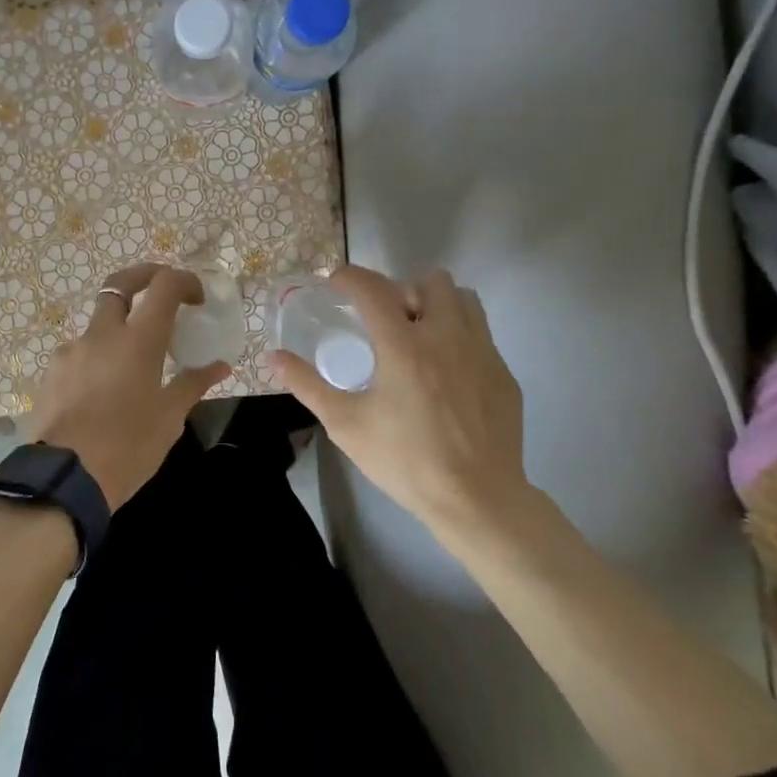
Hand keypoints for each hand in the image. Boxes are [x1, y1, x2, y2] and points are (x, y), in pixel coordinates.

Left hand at [24, 263, 231, 509]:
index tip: (196, 298)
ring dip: (118, 331)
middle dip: (143, 277)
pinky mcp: (51, 371)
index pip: (163, 285)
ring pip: (98, 324)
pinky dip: (96, 359)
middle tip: (162, 294)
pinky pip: (79, 353)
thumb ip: (193, 384)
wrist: (64, 478)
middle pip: (120, 284)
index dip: (183, 280)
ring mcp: (71, 350)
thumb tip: (219, 366)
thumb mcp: (169, 419)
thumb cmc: (128, 447)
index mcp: (138, 340)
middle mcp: (102, 334)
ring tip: (131, 368)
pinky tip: (101, 392)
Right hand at [270, 265, 531, 538]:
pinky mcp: (503, 374)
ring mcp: (482, 353)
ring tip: (419, 334)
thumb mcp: (345, 424)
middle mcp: (446, 337)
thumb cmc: (405, 461)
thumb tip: (273, 357)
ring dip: (437, 305)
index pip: (373, 289)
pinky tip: (446, 372)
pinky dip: (459, 336)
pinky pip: (481, 334)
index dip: (349, 276)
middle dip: (402, 289)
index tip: (335, 282)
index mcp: (403, 347)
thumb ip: (307, 385)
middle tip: (385, 317)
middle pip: (430, 281)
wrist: (477, 500)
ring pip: (463, 300)